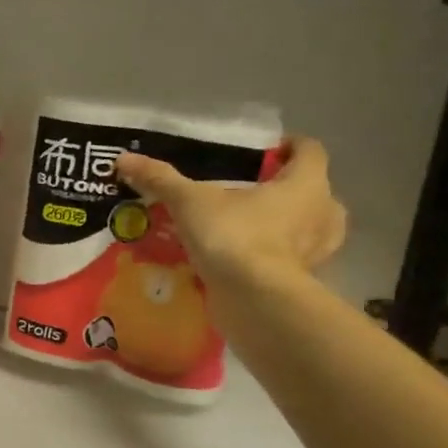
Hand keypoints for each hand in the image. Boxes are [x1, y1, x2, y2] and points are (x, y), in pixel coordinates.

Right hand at [113, 138, 346, 287]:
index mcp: (306, 183)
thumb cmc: (234, 237)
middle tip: (249, 191)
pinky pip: (291, 260)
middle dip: (285, 189)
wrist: (254, 301)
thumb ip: (161, 179)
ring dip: (284, 224)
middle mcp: (322, 213)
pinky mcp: (303, 280)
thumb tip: (124, 159)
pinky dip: (272, 256)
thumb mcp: (190, 202)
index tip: (263, 151)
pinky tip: (243, 258)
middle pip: (312, 190)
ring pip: (307, 227)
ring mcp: (317, 251)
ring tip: (247, 225)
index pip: (309, 150)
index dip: (287, 146)